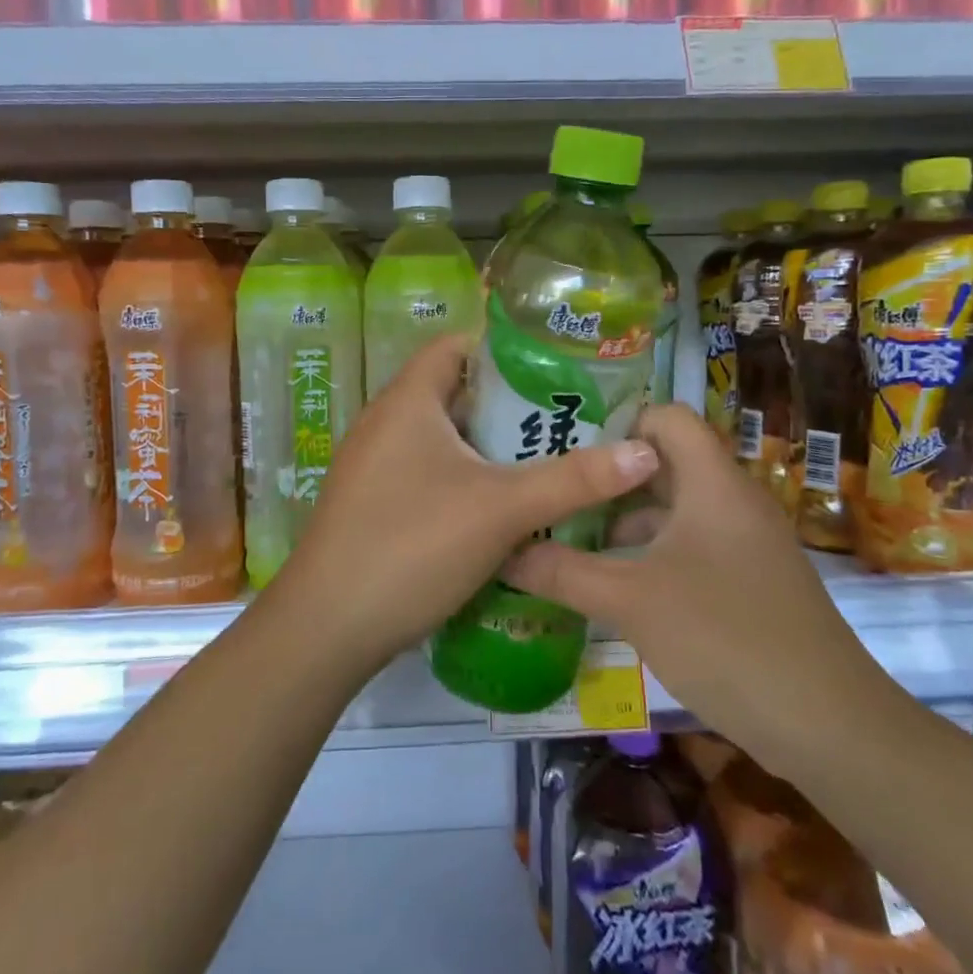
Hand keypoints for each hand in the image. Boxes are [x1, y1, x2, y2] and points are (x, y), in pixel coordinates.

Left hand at [266, 335, 660, 671]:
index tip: (560, 365)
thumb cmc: (411, 546)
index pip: (458, 345)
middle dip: (513, 404)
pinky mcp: (375, 503)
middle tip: (570, 419)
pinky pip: (431, 473)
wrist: (326, 628)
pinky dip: (469, 479)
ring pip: (446, 439)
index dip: (507, 347)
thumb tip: (646, 451)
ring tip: (551, 460)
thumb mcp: (501, 508)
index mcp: (407, 401)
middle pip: (457, 393)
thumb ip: (574, 479)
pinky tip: (507, 508)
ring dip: (493, 447)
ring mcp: (376, 466)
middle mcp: (386, 423)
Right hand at [502, 404, 907, 776]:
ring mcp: (747, 543)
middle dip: (609, 480)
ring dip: (626, 522)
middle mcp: (734, 500)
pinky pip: (693, 546)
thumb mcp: (629, 601)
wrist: (827, 724)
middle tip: (554, 496)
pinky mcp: (752, 581)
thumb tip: (504, 551)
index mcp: (713, 482)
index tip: (567, 453)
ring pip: (677, 510)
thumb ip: (562, 572)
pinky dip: (652, 554)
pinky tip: (616, 587)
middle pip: (665, 464)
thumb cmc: (724, 638)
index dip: (618, 425)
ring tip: (570, 542)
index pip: (666, 417)